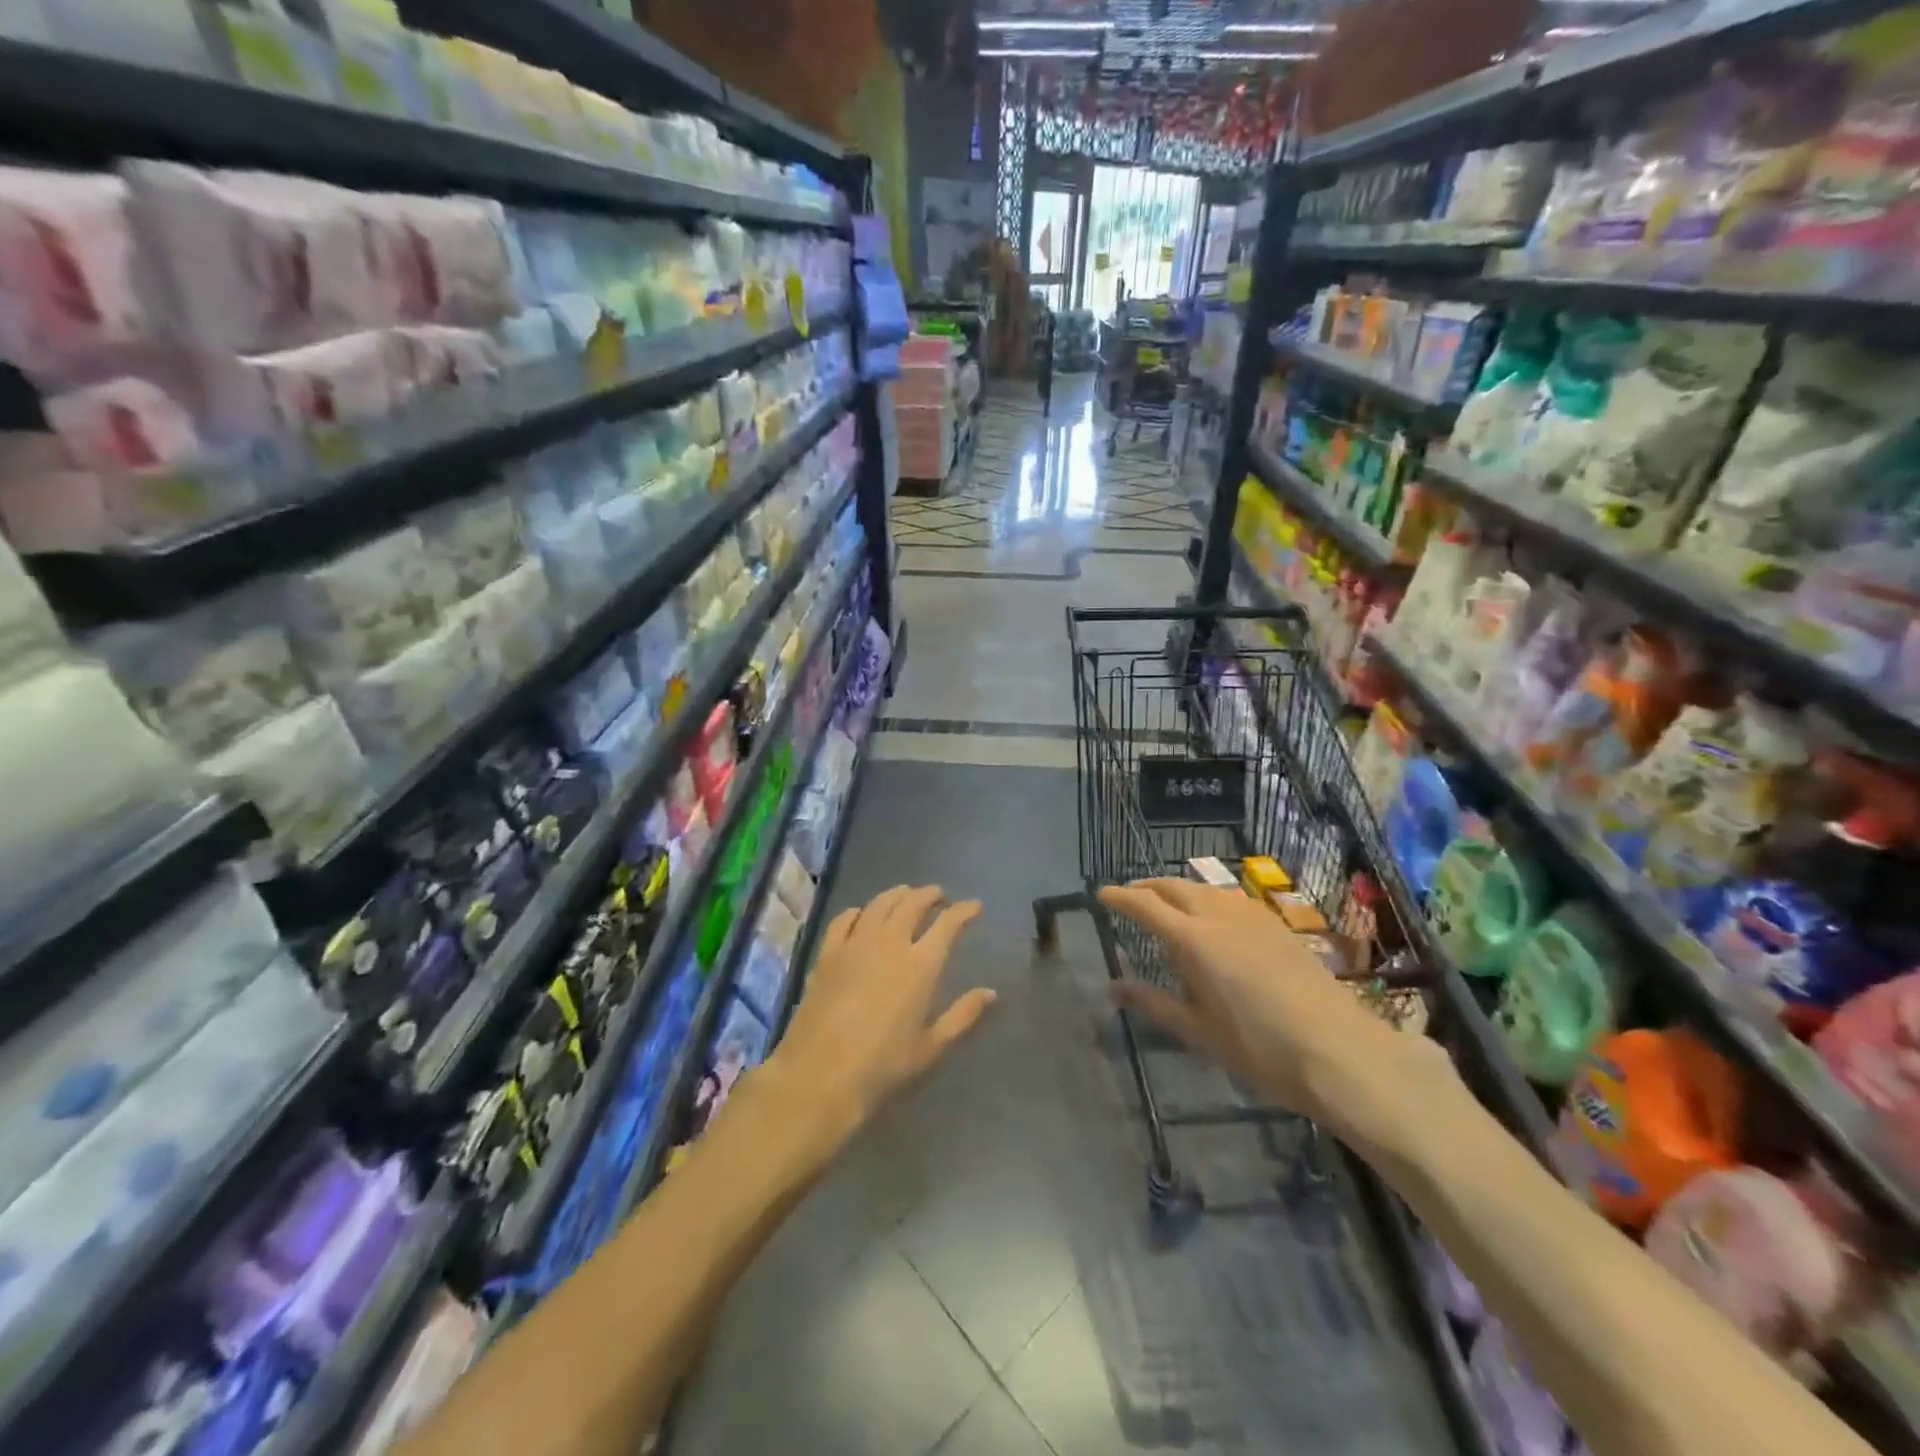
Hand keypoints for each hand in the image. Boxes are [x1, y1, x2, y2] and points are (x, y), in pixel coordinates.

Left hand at [766, 885, 993, 1145]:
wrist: (819, 1077)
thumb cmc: (882, 1067)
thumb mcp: (931, 1048)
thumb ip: (962, 1016)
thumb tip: (990, 993)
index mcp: (920, 965)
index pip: (948, 924)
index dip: (964, 911)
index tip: (975, 906)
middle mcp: (890, 943)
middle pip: (913, 903)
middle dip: (931, 895)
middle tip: (940, 897)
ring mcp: (855, 944)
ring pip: (880, 903)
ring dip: (899, 895)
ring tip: (907, 896)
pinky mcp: (827, 953)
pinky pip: (846, 919)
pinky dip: (861, 911)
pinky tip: (864, 915)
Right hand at [1099, 878, 1450, 1146]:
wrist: (1340, 1052)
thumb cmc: (1259, 1048)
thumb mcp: (1198, 1031)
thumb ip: (1153, 1002)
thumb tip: (1112, 986)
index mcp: (1194, 940)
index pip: (1146, 905)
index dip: (1120, 897)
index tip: (1101, 894)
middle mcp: (1220, 916)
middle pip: (1174, 886)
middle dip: (1147, 887)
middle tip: (1129, 896)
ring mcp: (1253, 916)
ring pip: (1204, 888)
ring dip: (1178, 889)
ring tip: (1167, 904)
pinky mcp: (1277, 925)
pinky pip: (1230, 898)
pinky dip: (1207, 898)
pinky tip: (1212, 918)